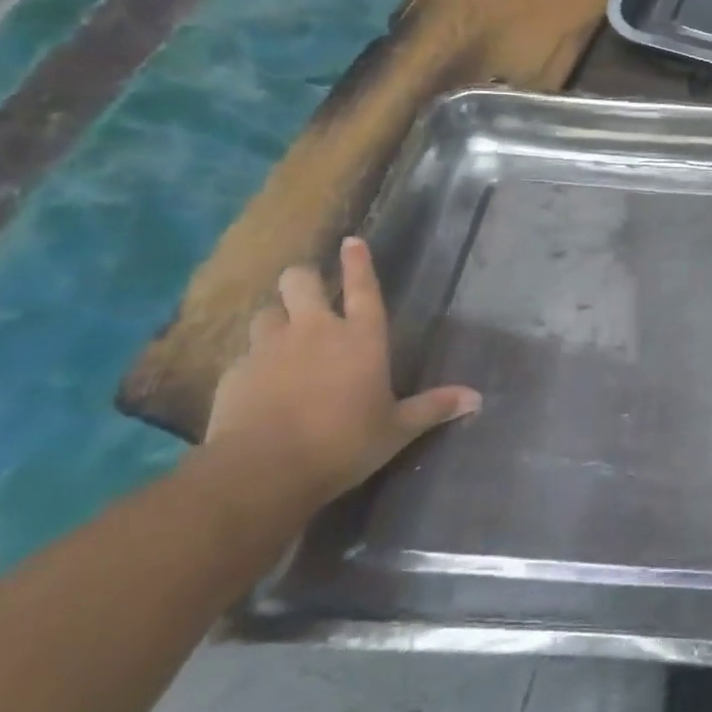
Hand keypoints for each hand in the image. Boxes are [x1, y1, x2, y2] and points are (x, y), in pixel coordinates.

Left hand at [204, 237, 479, 507]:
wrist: (263, 470)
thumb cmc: (344, 443)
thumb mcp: (396, 429)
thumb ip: (433, 408)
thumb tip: (477, 398)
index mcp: (361, 338)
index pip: (362, 287)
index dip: (358, 263)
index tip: (351, 241)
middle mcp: (315, 331)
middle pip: (300, 281)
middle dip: (303, 280)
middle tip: (308, 294)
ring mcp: (270, 348)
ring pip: (267, 312)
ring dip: (276, 319)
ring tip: (281, 337)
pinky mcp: (235, 372)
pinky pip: (244, 354)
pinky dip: (253, 361)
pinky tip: (256, 382)